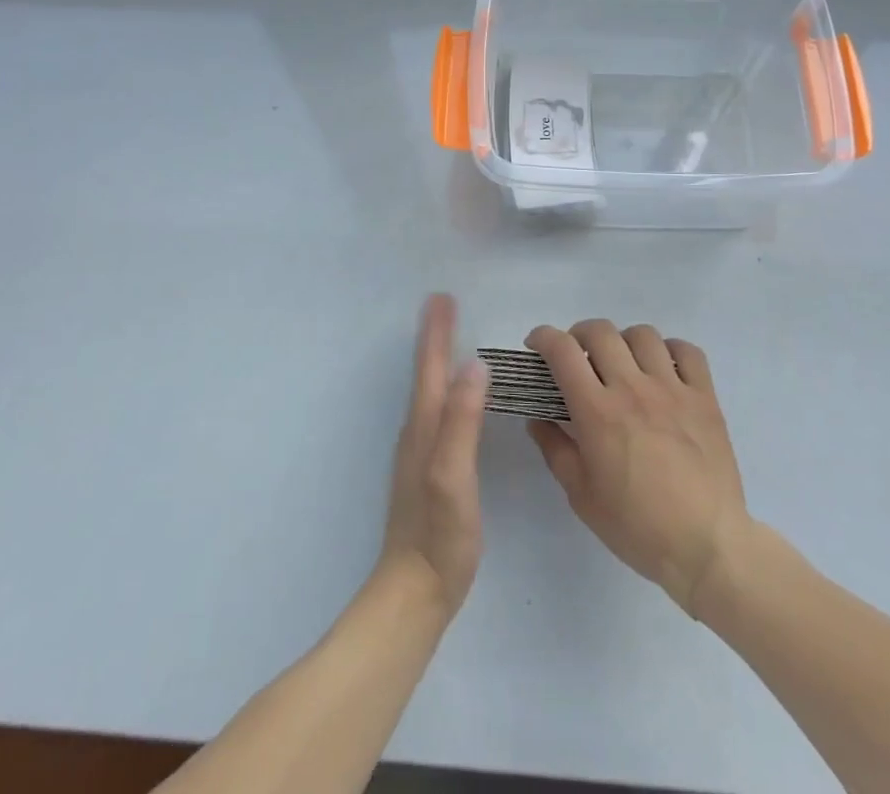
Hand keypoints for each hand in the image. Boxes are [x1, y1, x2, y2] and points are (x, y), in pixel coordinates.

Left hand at [378, 294, 488, 617]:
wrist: (414, 593)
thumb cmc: (438, 534)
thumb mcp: (452, 475)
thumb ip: (461, 421)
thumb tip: (474, 365)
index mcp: (424, 427)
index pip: (430, 368)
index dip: (436, 332)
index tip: (441, 297)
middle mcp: (417, 432)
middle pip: (425, 373)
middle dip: (434, 336)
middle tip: (443, 304)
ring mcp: (419, 452)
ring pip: (428, 391)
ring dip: (435, 359)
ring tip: (446, 337)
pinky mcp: (428, 470)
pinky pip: (435, 411)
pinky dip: (441, 387)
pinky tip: (451, 395)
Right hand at [525, 321, 751, 615]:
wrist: (706, 546)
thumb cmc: (637, 527)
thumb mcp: (581, 496)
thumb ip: (555, 449)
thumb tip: (538, 419)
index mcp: (597, 411)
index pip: (562, 350)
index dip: (543, 337)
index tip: (537, 346)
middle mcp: (632, 388)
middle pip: (600, 332)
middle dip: (579, 335)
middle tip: (577, 357)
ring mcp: (672, 389)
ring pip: (643, 334)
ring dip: (624, 341)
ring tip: (622, 363)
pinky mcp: (704, 397)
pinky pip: (687, 351)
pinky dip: (670, 350)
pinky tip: (663, 369)